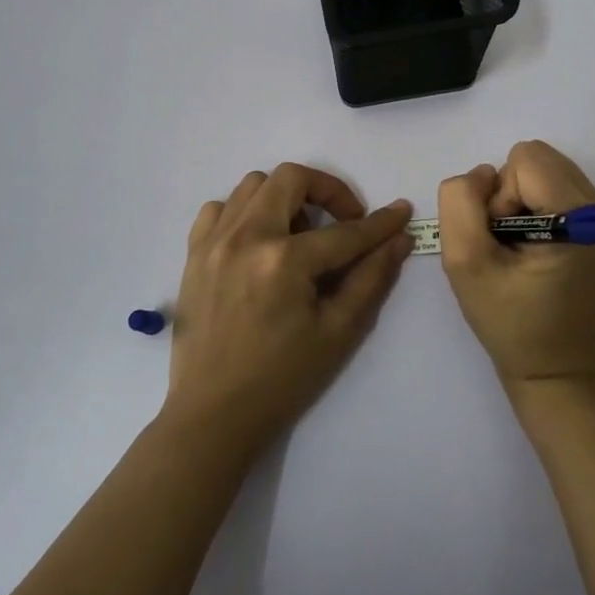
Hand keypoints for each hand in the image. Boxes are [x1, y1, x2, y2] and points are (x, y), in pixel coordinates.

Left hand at [164, 163, 412, 455]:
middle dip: (328, 191)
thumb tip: (398, 238)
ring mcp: (213, 242)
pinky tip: (259, 240)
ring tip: (299, 233)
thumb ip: (371, 278)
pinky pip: (219, 208)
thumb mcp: (338, 332)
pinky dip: (244, 211)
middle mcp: (245, 237)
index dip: (379, 223)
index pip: (344, 231)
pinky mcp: (193, 254)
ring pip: (253, 185)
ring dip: (285, 197)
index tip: (401, 211)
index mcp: (284, 260)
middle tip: (345, 220)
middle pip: (291, 179)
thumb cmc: (282, 380)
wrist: (213, 415)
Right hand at [437, 140, 594, 395]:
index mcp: (580, 218)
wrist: (554, 370)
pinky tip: (534, 249)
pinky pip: (557, 187)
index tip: (501, 241)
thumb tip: (483, 175)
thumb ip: (461, 203)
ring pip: (546, 170)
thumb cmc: (509, 323)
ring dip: (520, 201)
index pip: (526, 161)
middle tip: (508, 244)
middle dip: (510, 194)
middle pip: (538, 159)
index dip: (499, 197)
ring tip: (520, 248)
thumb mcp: (465, 263)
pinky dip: (536, 208)